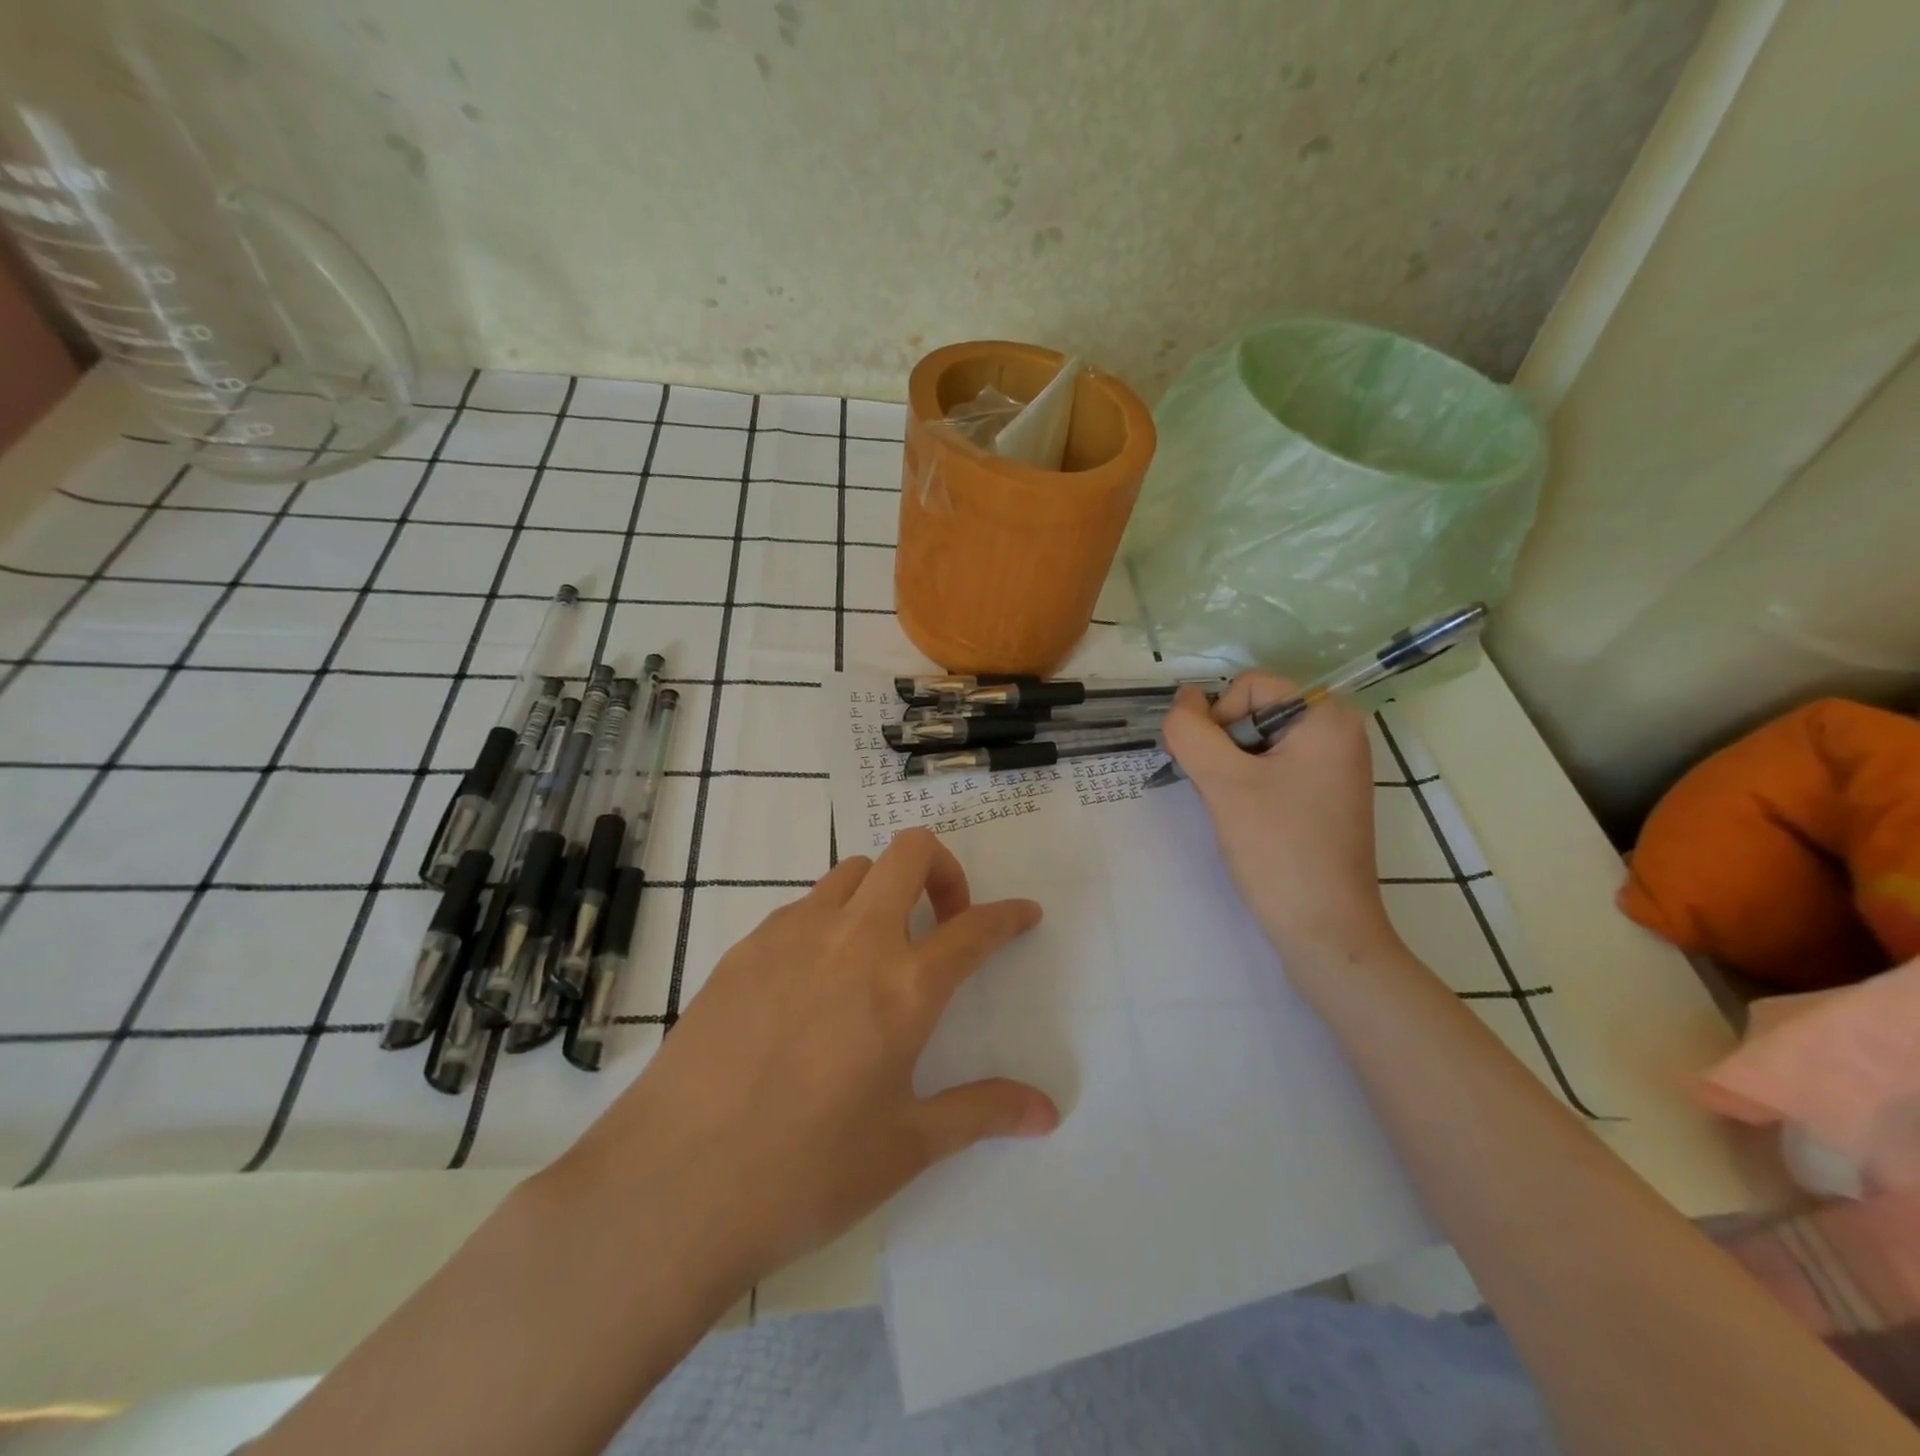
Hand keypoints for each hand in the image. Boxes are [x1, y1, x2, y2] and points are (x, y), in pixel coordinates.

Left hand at [552, 829, 1058, 1285]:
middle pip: (910, 851)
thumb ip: (981, 1113)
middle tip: (943, 921)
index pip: (975, 927)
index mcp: (903, 987)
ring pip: (853, 870)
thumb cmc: (804, 1174)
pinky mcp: (744, 947)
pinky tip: (812, 983)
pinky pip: (802, 907)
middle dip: (943, 869)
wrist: (671, 1186)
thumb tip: (1047, 1111)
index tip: (1024, 914)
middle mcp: (853, 940)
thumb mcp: (906, 1148)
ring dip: (881, 892)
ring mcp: (791, 934)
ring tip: (876, 952)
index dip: (1009, 915)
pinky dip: (829, 920)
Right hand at [1162, 674, 1401, 965]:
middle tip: (1220, 793)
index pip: (1249, 687)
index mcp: (1327, 718)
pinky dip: (1247, 787)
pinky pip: (1271, 770)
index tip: (1215, 770)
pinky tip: (1245, 820)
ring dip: (1229, 770)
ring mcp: (1333, 767)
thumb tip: (1182, 699)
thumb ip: (1191, 732)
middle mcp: (1338, 733)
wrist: (1323, 930)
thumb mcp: (1223, 782)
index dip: (1218, 720)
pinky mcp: (1323, 797)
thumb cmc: (1278, 848)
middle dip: (1223, 748)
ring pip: (1255, 744)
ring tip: (1233, 810)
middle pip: (1253, 713)